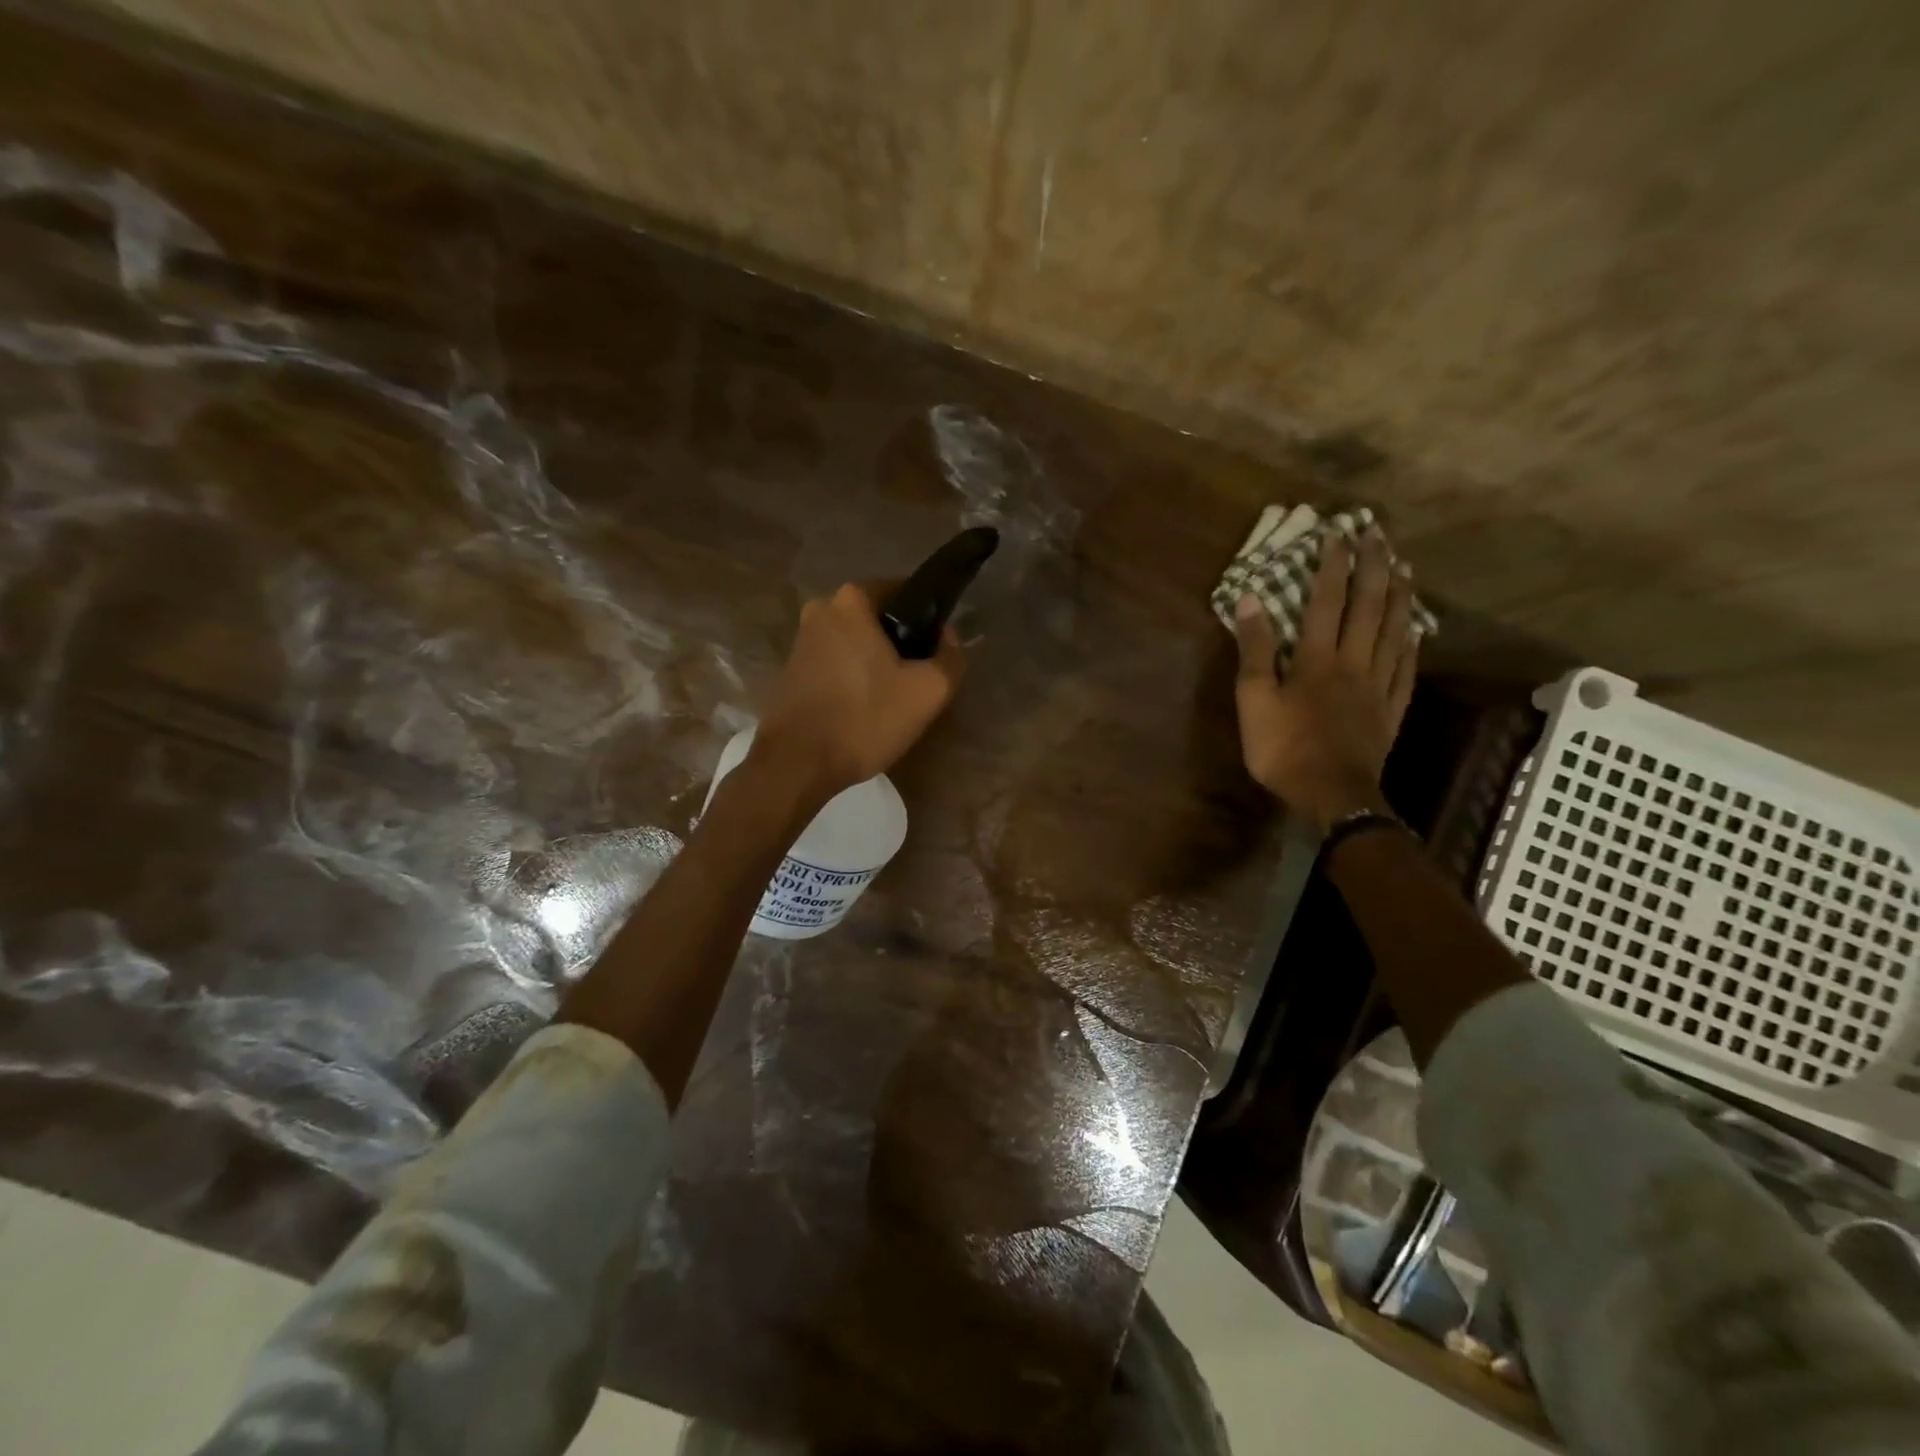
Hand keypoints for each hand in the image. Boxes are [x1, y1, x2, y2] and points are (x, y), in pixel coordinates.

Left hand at [755, 581, 966, 797]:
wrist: (797, 764)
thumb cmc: (865, 719)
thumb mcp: (928, 691)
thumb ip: (952, 656)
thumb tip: (949, 638)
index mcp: (852, 599)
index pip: (904, 592)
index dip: (929, 620)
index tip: (939, 651)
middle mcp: (821, 609)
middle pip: (879, 619)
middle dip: (902, 643)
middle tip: (920, 679)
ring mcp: (802, 640)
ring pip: (857, 642)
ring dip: (878, 663)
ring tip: (895, 698)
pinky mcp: (793, 670)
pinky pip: (837, 662)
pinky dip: (855, 677)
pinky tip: (866, 708)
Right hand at [1233, 527, 1419, 832]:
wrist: (1332, 795)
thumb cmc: (1283, 748)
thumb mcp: (1253, 699)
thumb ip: (1254, 650)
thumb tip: (1251, 600)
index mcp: (1317, 659)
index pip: (1326, 601)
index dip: (1332, 565)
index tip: (1338, 533)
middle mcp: (1354, 662)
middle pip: (1368, 607)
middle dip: (1373, 567)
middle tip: (1378, 535)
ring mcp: (1379, 685)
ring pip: (1395, 631)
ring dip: (1400, 596)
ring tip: (1404, 568)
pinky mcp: (1392, 709)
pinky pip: (1407, 666)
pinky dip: (1412, 642)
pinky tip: (1416, 629)